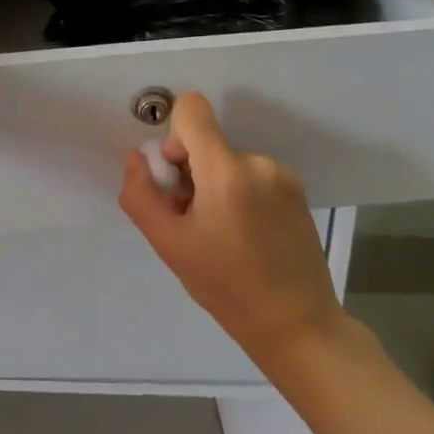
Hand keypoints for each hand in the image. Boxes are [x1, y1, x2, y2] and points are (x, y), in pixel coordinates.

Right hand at [118, 92, 345, 367]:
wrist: (297, 325)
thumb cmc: (225, 287)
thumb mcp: (169, 245)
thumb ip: (141, 195)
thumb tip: (136, 158)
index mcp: (225, 170)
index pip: (192, 108)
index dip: (173, 135)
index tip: (175, 176)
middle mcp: (257, 161)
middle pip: (207, 142)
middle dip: (190, 171)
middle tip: (192, 220)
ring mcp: (282, 175)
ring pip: (228, 161)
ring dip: (215, 186)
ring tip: (220, 235)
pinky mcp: (297, 191)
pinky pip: (253, 175)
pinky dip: (240, 194)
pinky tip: (245, 236)